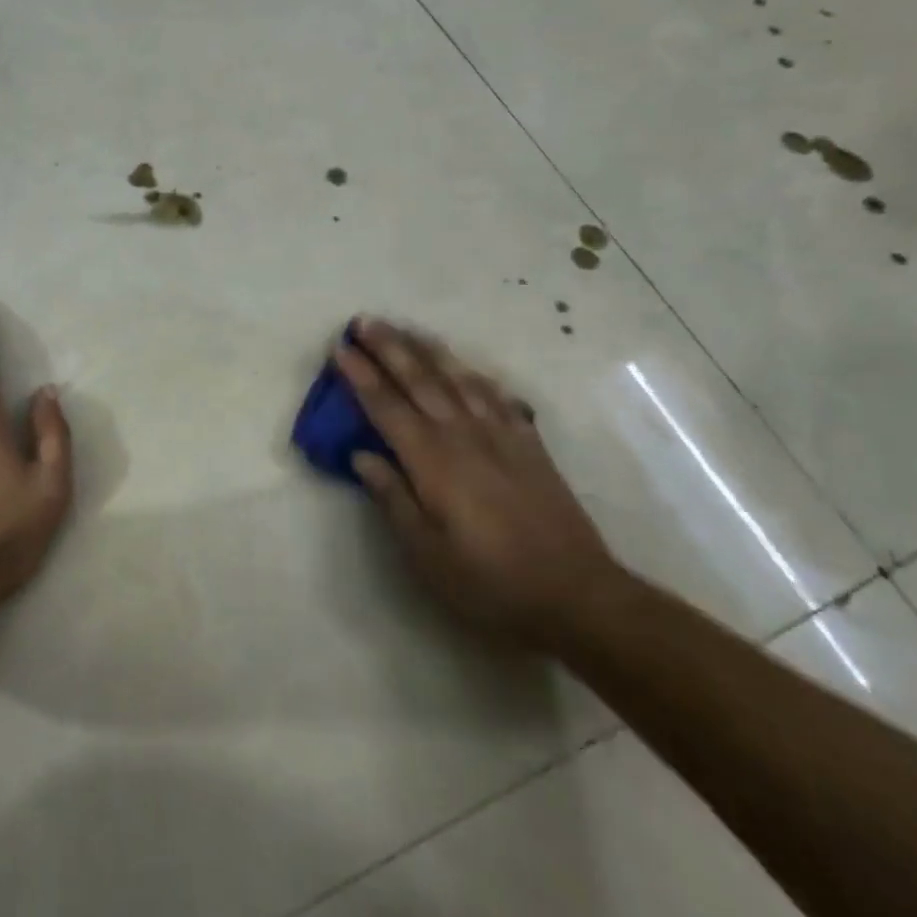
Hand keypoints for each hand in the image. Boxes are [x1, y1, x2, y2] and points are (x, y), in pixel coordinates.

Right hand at [335, 318, 620, 646]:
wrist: (577, 595)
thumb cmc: (490, 582)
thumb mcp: (427, 554)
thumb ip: (392, 497)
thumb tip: (360, 454)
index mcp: (432, 461)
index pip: (387, 407)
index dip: (361, 376)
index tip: (340, 348)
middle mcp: (463, 436)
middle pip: (419, 381)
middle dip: (388, 348)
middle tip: (364, 321)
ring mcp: (500, 436)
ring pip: (458, 379)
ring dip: (428, 350)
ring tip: (406, 328)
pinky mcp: (529, 445)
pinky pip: (497, 397)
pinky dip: (476, 376)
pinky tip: (467, 368)